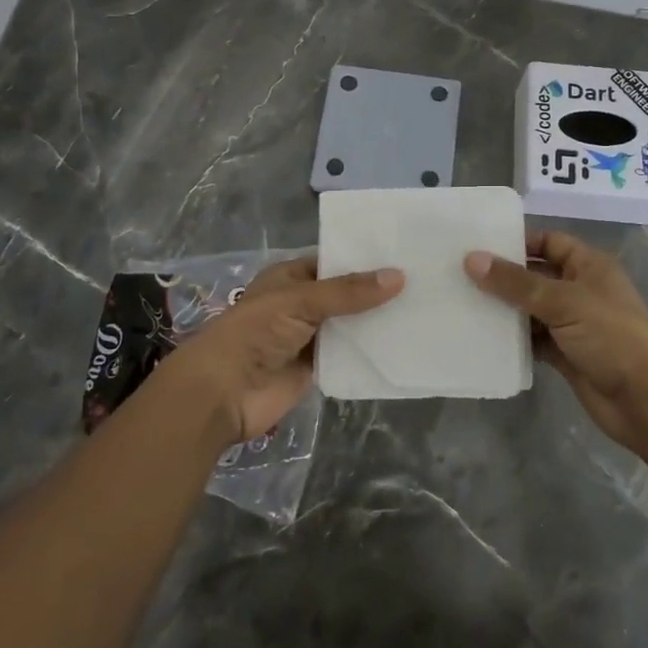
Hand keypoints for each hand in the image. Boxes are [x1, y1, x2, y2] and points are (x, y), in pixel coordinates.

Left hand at [156, 257, 402, 443]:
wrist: (223, 393)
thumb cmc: (255, 332)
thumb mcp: (302, 301)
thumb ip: (349, 292)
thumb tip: (399, 276)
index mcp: (291, 278)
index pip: (333, 261)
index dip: (364, 258)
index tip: (404, 254)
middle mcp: (301, 304)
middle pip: (345, 294)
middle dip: (376, 291)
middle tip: (424, 281)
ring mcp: (309, 337)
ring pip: (349, 325)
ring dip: (376, 322)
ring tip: (423, 309)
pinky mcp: (316, 368)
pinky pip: (348, 355)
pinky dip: (370, 351)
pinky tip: (403, 344)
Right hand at [465, 231, 647, 457]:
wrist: (647, 401)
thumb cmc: (611, 337)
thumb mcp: (563, 302)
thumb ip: (516, 283)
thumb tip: (471, 259)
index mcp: (589, 266)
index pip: (549, 241)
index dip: (518, 241)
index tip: (479, 243)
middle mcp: (580, 290)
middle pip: (536, 275)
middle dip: (503, 276)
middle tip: (458, 272)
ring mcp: (573, 324)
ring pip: (531, 309)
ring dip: (504, 309)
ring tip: (461, 301)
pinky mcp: (565, 354)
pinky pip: (533, 339)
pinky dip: (513, 339)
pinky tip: (482, 336)